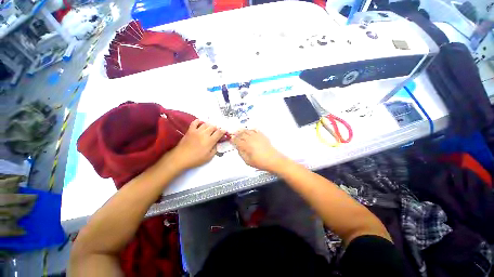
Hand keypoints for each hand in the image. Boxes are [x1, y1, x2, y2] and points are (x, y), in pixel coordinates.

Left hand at [168, 119, 225, 170]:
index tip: (224, 131)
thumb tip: (216, 144)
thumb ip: (214, 149)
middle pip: (213, 127)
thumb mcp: (209, 157)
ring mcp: (197, 131)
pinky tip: (200, 122)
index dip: (223, 131)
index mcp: (210, 141)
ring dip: (209, 125)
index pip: (219, 133)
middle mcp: (204, 134)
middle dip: (216, 128)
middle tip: (217, 131)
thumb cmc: (196, 159)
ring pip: (205, 124)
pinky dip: (198, 121)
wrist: (181, 157)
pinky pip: (195, 122)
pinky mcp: (190, 130)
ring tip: (210, 128)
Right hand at [232, 129, 287, 171]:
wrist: (273, 160)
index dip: (233, 140)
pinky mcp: (262, 136)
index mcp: (247, 146)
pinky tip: (249, 130)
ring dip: (242, 130)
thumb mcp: (248, 161)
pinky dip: (251, 129)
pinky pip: (255, 130)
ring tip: (239, 130)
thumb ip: (241, 154)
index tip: (231, 140)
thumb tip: (238, 149)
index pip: (237, 141)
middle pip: (241, 134)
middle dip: (236, 134)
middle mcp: (251, 139)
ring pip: (247, 131)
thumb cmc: (261, 162)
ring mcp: (257, 137)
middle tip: (233, 134)